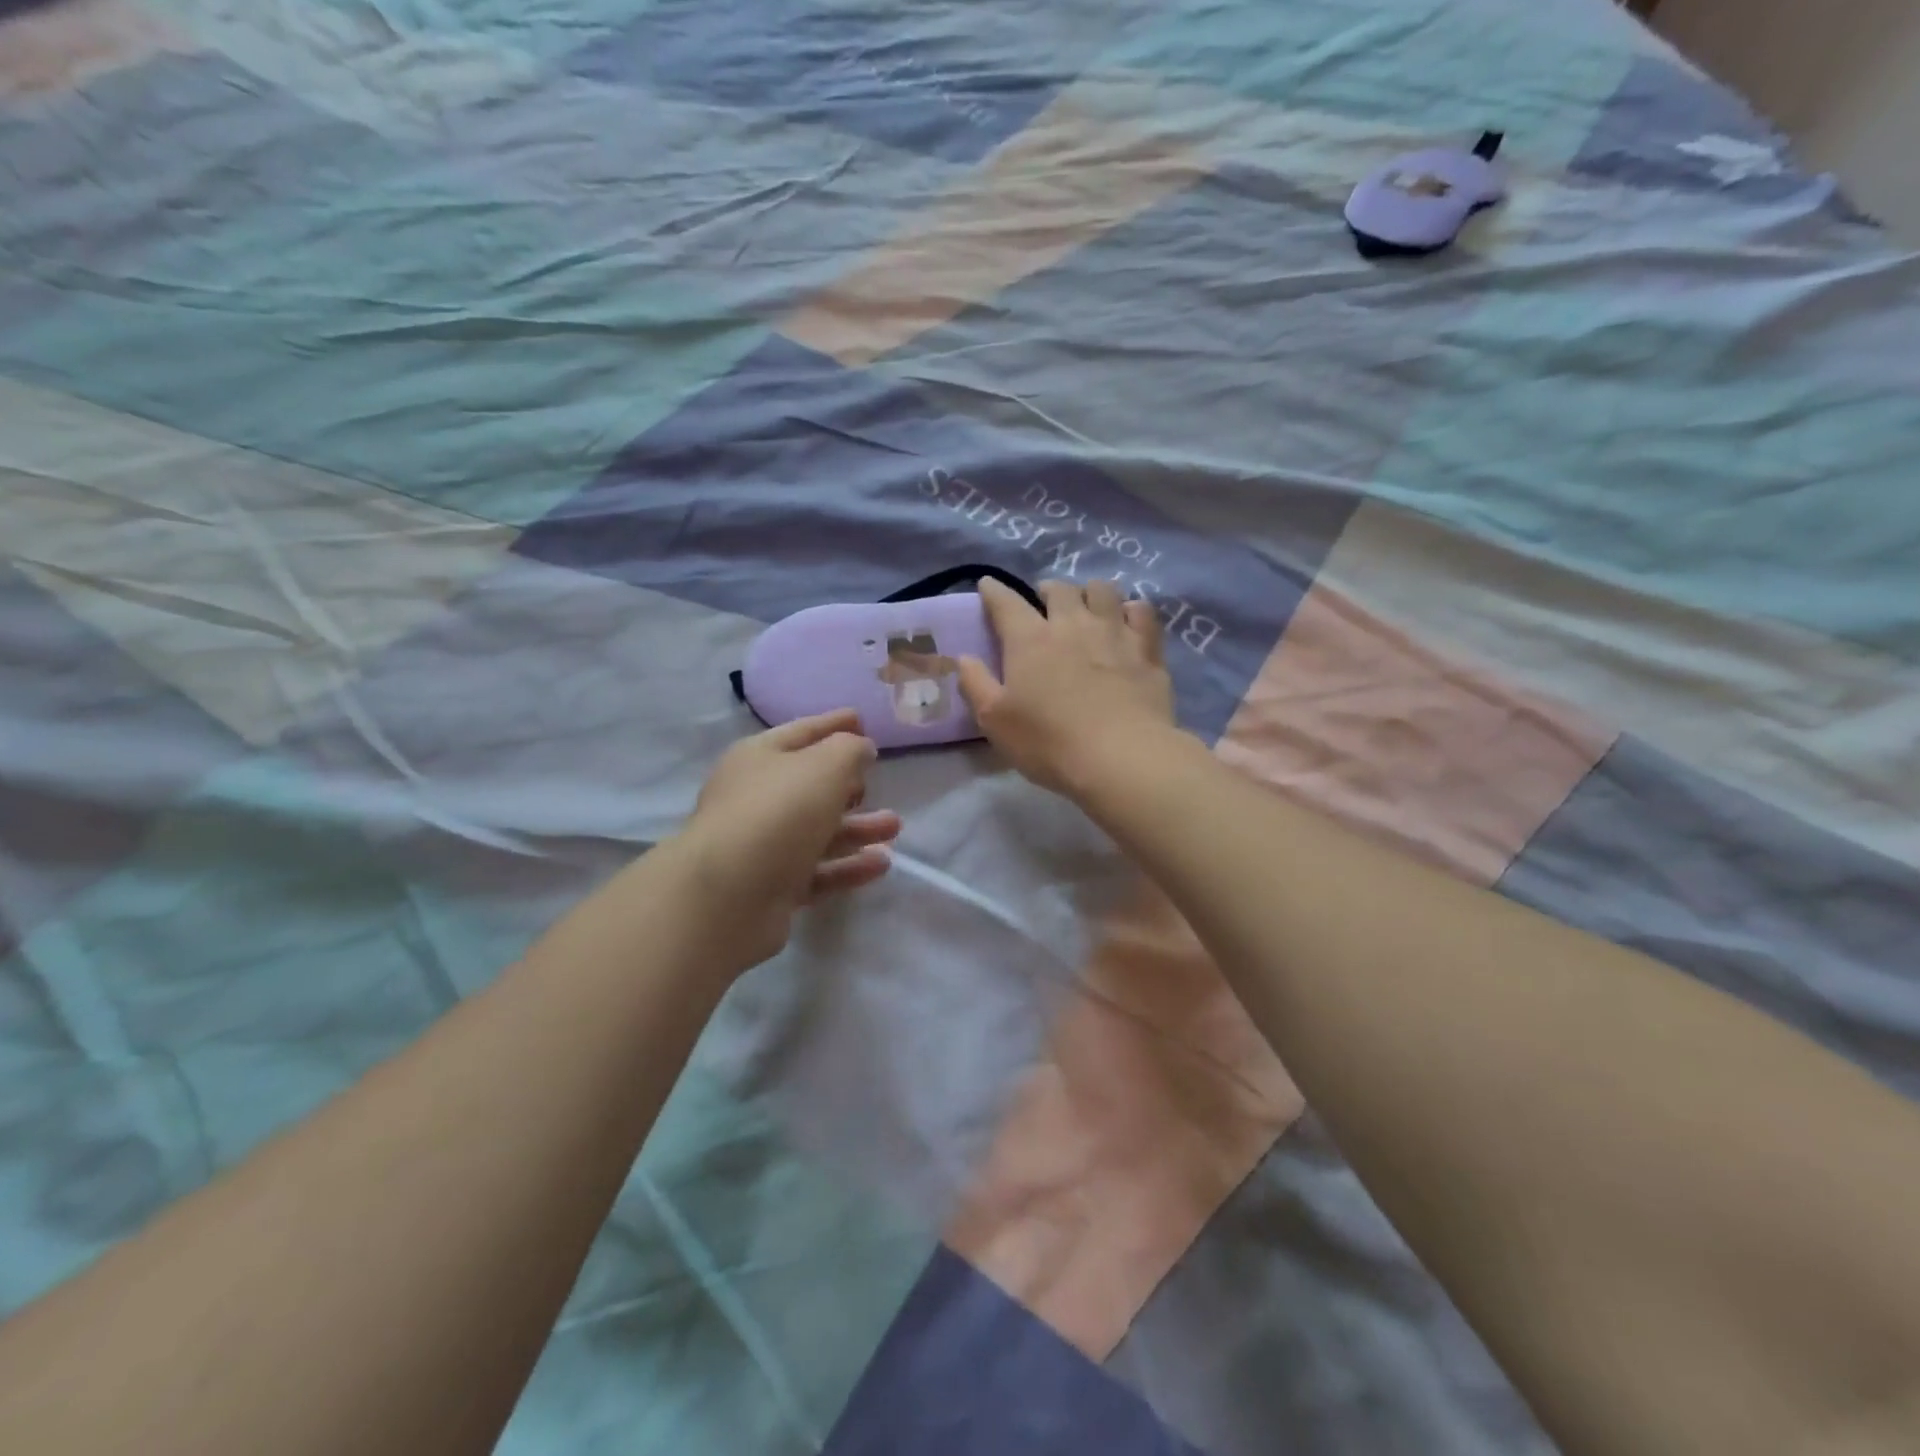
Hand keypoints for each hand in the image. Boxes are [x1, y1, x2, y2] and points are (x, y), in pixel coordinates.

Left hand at [679, 710, 899, 968]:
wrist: (727, 897)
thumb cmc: (779, 813)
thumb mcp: (825, 766)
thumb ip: (850, 750)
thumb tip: (860, 748)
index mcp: (759, 757)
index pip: (802, 732)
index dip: (833, 724)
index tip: (861, 719)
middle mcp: (755, 797)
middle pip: (808, 784)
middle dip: (847, 783)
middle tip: (875, 782)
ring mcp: (761, 845)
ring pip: (817, 830)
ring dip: (857, 827)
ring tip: (894, 827)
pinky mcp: (771, 887)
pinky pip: (818, 870)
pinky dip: (848, 866)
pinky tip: (881, 864)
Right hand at [959, 578, 1178, 797]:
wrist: (1120, 756)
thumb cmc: (1049, 742)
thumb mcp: (995, 721)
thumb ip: (975, 684)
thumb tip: (963, 658)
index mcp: (1029, 639)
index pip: (1005, 602)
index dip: (994, 591)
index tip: (988, 585)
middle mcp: (1071, 624)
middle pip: (1059, 589)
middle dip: (1047, 590)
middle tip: (1044, 603)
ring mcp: (1114, 632)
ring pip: (1102, 590)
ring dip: (1089, 593)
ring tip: (1087, 607)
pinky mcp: (1147, 649)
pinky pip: (1142, 612)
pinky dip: (1131, 610)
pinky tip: (1128, 620)